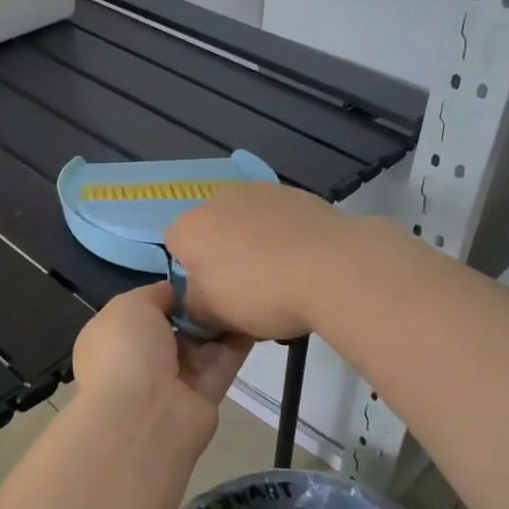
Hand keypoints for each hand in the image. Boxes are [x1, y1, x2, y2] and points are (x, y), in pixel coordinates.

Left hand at [71, 284, 251, 451]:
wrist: (145, 415)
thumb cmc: (126, 350)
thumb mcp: (130, 305)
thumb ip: (155, 294)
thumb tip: (176, 293)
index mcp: (113, 338)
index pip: (142, 311)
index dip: (167, 294)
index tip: (193, 276)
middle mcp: (140, 359)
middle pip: (175, 327)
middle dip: (196, 307)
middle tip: (225, 280)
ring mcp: (173, 380)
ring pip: (201, 344)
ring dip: (220, 322)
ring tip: (245, 291)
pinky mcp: (204, 396)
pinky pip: (223, 362)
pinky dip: (239, 342)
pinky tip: (255, 315)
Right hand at [165, 183, 358, 342]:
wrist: (334, 267)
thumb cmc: (262, 293)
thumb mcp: (215, 316)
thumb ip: (194, 307)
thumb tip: (197, 300)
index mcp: (190, 228)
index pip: (175, 248)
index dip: (191, 275)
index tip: (215, 298)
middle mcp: (219, 199)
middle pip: (212, 231)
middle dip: (224, 256)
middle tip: (248, 291)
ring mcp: (261, 191)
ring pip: (247, 222)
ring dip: (256, 244)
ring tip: (283, 278)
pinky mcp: (297, 193)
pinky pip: (280, 219)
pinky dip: (285, 236)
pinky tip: (306, 262)